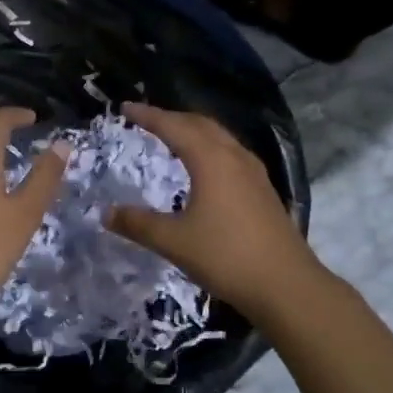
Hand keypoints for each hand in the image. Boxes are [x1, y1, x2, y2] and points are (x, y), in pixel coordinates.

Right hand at [103, 103, 322, 318]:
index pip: (173, 126)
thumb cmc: (226, 257)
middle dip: (171, 117)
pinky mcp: (263, 189)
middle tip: (146, 118)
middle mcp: (234, 156)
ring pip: (219, 137)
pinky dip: (210, 147)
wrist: (286, 285)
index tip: (125, 107)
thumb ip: (138, 224)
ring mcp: (253, 172)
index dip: (148, 115)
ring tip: (173, 136)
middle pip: (199, 124)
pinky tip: (205, 167)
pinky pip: (231, 153)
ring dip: (193, 130)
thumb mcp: (174, 241)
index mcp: (210, 160)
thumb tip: (105, 213)